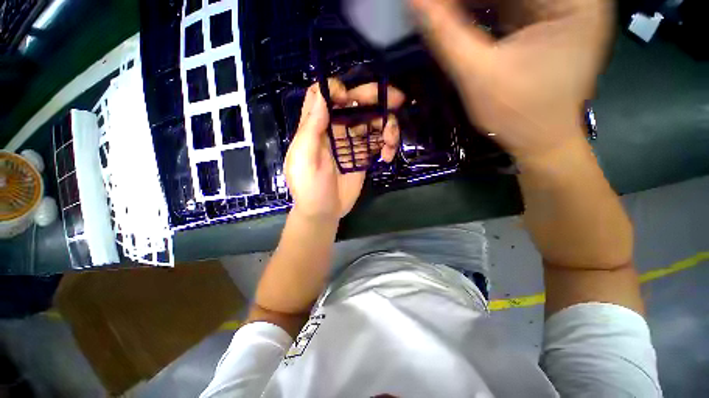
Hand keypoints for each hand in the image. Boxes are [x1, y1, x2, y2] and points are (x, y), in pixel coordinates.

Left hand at [284, 80, 404, 220]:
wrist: (324, 212)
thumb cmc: (310, 188)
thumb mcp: (304, 158)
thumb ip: (311, 128)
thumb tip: (323, 94)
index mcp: (316, 127)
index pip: (323, 95)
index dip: (337, 89)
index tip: (349, 98)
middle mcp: (335, 130)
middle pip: (354, 104)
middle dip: (375, 99)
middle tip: (398, 99)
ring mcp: (351, 143)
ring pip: (372, 122)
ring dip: (387, 126)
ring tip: (391, 142)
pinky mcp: (363, 156)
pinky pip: (379, 142)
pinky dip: (387, 145)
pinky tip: (387, 157)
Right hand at [408, 0, 613, 162]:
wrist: (539, 142)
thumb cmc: (518, 115)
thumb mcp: (478, 76)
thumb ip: (446, 36)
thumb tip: (415, 3)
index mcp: (574, 0)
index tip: (436, 4)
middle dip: (468, 0)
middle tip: (436, 8)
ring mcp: (559, 9)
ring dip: (471, 3)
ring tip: (441, 12)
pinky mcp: (544, 23)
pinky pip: (507, 5)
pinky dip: (479, 10)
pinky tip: (454, 17)